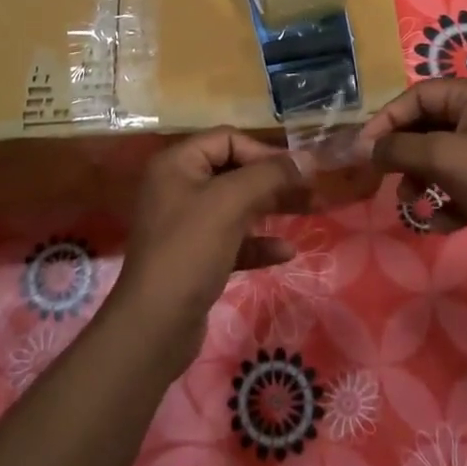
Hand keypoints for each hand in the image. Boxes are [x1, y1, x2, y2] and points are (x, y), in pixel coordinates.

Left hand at [108, 129, 309, 378]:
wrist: (155, 326)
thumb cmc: (190, 250)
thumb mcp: (231, 203)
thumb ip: (271, 175)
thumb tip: (308, 158)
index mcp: (177, 164)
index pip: (227, 139)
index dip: (263, 151)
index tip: (296, 171)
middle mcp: (178, 187)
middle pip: (234, 171)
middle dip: (273, 180)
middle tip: (311, 190)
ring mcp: (185, 225)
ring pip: (237, 206)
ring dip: (271, 208)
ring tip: (308, 213)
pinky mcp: (195, 258)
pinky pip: (233, 240)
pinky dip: (258, 242)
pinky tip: (286, 252)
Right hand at [356, 79, 466, 292]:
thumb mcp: (446, 160)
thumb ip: (400, 148)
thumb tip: (366, 146)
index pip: (419, 95)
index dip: (387, 120)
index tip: (363, 150)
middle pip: (430, 124)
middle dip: (405, 154)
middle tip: (384, 179)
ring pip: (445, 156)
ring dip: (423, 178)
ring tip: (411, 204)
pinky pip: (464, 181)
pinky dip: (448, 199)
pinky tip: (442, 223)